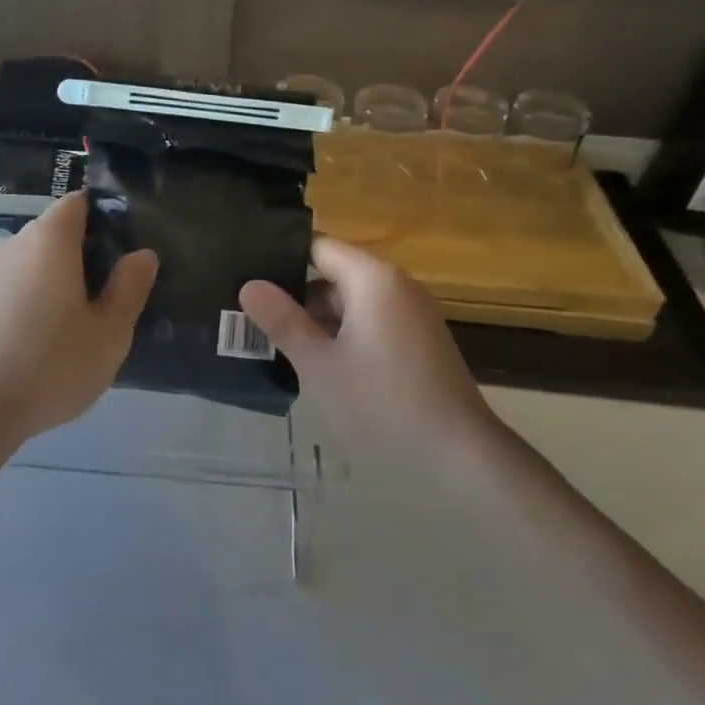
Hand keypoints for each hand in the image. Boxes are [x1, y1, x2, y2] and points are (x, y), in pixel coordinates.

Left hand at [0, 192, 158, 446]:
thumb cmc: (51, 364)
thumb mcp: (110, 332)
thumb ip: (129, 287)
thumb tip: (141, 254)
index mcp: (49, 239)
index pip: (77, 203)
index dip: (101, 217)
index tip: (120, 249)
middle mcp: (12, 244)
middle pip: (52, 233)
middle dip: (79, 254)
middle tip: (104, 296)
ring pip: (28, 263)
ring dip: (51, 280)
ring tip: (70, 324)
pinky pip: (8, 288)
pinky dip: (26, 301)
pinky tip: (34, 342)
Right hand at [239, 237, 493, 450]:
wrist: (461, 457)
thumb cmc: (382, 404)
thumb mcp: (319, 364)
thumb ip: (283, 321)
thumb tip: (249, 284)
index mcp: (372, 278)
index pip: (317, 246)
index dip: (279, 258)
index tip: (244, 274)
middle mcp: (396, 285)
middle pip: (333, 272)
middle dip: (293, 293)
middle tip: (248, 313)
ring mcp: (411, 314)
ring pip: (350, 301)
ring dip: (316, 318)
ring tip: (271, 337)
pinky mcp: (419, 342)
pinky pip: (370, 322)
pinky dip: (341, 333)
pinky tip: (315, 361)